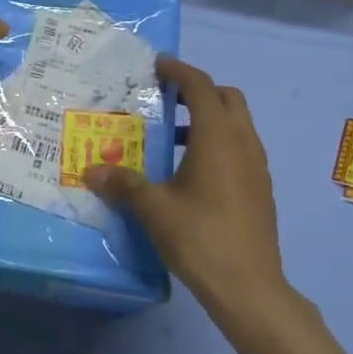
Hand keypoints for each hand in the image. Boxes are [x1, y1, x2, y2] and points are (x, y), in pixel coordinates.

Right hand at [84, 56, 290, 318]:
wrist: (249, 288)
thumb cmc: (200, 237)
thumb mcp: (153, 208)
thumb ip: (123, 183)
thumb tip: (91, 172)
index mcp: (218, 138)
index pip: (201, 86)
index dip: (178, 70)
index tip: (156, 65)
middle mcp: (243, 143)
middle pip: (227, 98)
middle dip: (198, 91)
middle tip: (166, 99)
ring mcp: (258, 167)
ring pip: (237, 124)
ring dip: (208, 118)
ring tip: (173, 138)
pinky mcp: (261, 189)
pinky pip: (241, 148)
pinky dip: (218, 143)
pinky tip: (192, 172)